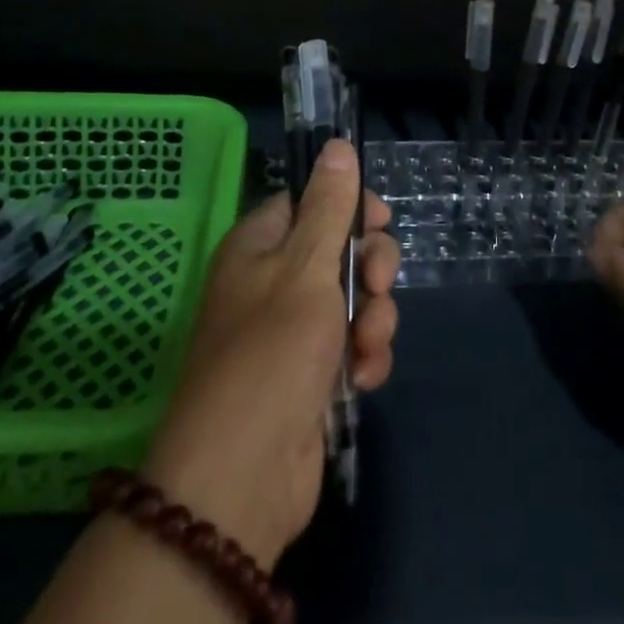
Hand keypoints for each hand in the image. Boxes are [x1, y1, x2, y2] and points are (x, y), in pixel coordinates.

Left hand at [141, 141, 400, 566]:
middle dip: (369, 270)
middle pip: (339, 249)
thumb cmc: (272, 354)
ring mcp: (293, 332)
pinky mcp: (312, 376)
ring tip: (366, 348)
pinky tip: (364, 379)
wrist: (242, 479)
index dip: (349, 206)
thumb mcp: (306, 268)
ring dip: (373, 319)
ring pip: (353, 300)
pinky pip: (353, 346)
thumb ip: (329, 206)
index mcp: (259, 246)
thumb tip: (337, 145)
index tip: (380, 220)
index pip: (309, 201)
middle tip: (374, 289)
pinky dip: (365, 358)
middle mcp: (273, 282)